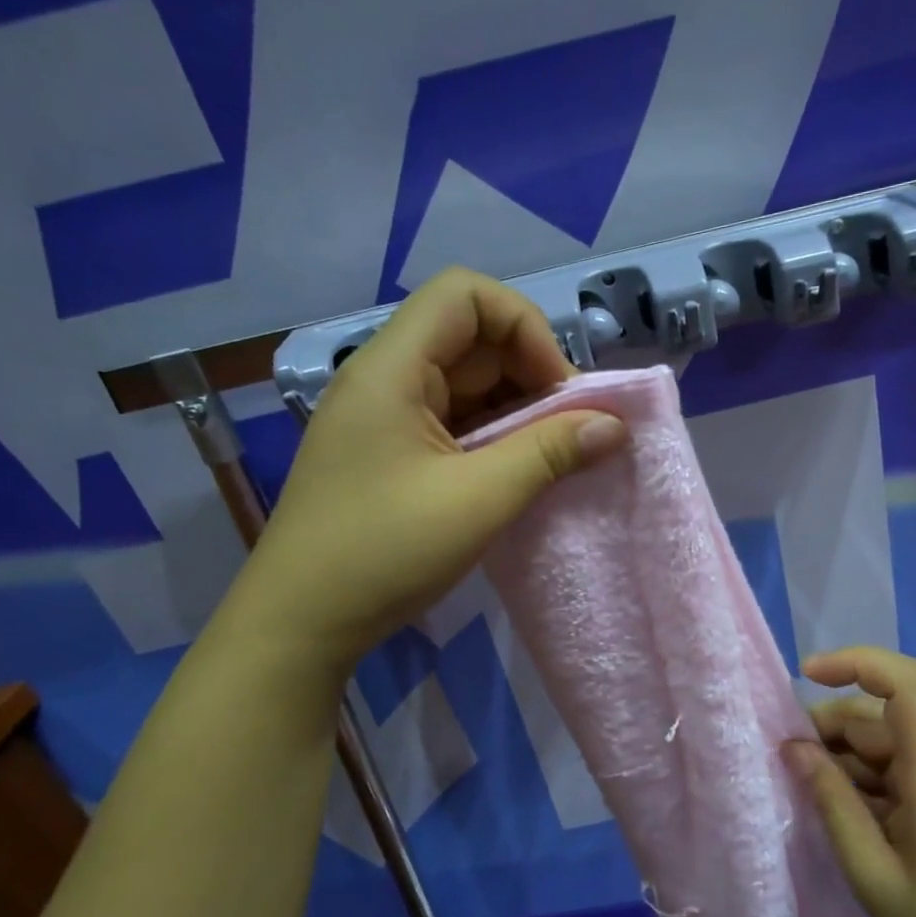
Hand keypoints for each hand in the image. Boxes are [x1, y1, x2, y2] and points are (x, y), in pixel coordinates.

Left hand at [221, 268, 627, 677]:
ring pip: (464, 383)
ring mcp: (384, 417)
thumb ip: (550, 453)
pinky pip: (452, 421)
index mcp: (392, 368)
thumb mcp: (479, 500)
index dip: (525, 327)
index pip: (466, 294)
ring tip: (551, 454)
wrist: (301, 622)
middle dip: (529, 372)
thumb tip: (614, 425)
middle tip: (569, 429)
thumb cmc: (384, 552)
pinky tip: (516, 472)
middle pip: (470, 338)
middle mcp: (384, 379)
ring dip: (515, 409)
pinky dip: (492, 436)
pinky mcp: (388, 453)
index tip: (558, 391)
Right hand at [784, 646, 915, 916]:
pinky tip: (846, 811)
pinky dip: (869, 778)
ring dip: (846, 756)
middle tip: (788, 761)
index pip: (909, 684)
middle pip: (885, 716)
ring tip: (810, 792)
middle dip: (831, 727)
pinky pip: (905, 768)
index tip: (808, 673)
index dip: (858, 662)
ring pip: (891, 742)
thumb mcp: (874, 875)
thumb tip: (794, 748)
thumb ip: (832, 803)